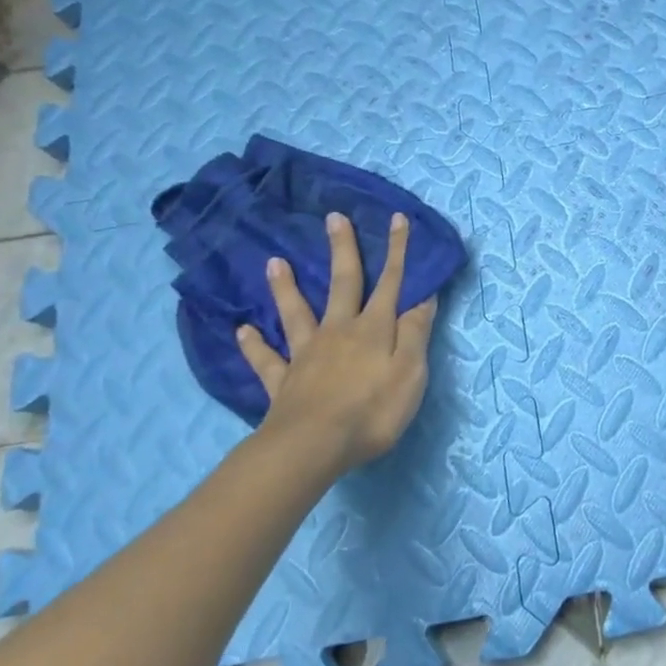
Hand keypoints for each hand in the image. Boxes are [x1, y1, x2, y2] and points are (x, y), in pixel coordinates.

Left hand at [236, 211, 437, 474]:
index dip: (396, 251)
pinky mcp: (283, 382)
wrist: (313, 446)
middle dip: (342, 250)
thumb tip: (423, 297)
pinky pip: (266, 360)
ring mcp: (306, 355)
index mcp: (373, 329)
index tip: (396, 218)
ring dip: (286, 288)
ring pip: (296, 314)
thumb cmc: (372, 411)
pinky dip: (254, 345)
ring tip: (274, 262)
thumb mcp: (410, 372)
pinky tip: (241, 331)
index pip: (391, 283)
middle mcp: (338, 332)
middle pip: (342, 284)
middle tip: (333, 218)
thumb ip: (415, 333)